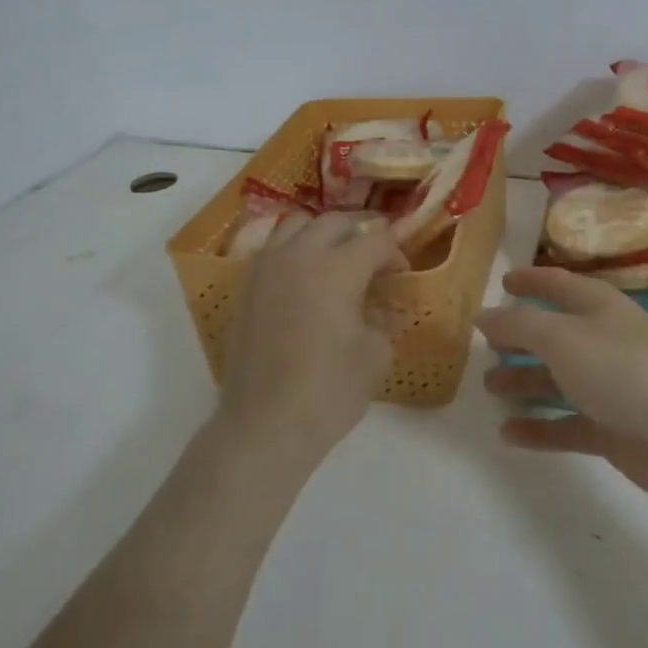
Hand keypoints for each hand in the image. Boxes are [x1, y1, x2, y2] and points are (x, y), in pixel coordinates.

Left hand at [217, 212, 407, 472]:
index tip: (401, 272)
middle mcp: (299, 256)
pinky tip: (303, 276)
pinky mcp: (245, 286)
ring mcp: (266, 268)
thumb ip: (382, 317)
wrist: (264, 426)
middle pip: (336, 222)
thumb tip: (378, 303)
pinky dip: (293, 249)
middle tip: (375, 259)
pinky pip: (273, 248)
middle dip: (361, 233)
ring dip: (323, 233)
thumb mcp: (375, 355)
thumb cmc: (329, 392)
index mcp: (337, 269)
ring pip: (298, 224)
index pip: (376, 238)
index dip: (395, 251)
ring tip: (336, 257)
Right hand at [477, 266, 647, 510]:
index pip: (558, 285)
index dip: (531, 280)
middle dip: (520, 337)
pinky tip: (508, 434)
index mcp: (598, 308)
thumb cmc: (625, 370)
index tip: (503, 281)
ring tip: (489, 388)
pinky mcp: (613, 430)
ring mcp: (610, 388)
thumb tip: (484, 315)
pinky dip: (539, 428)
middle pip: (555, 335)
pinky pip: (567, 424)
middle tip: (484, 346)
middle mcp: (603, 342)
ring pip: (558, 380)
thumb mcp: (563, 337)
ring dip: (525, 382)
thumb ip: (519, 325)